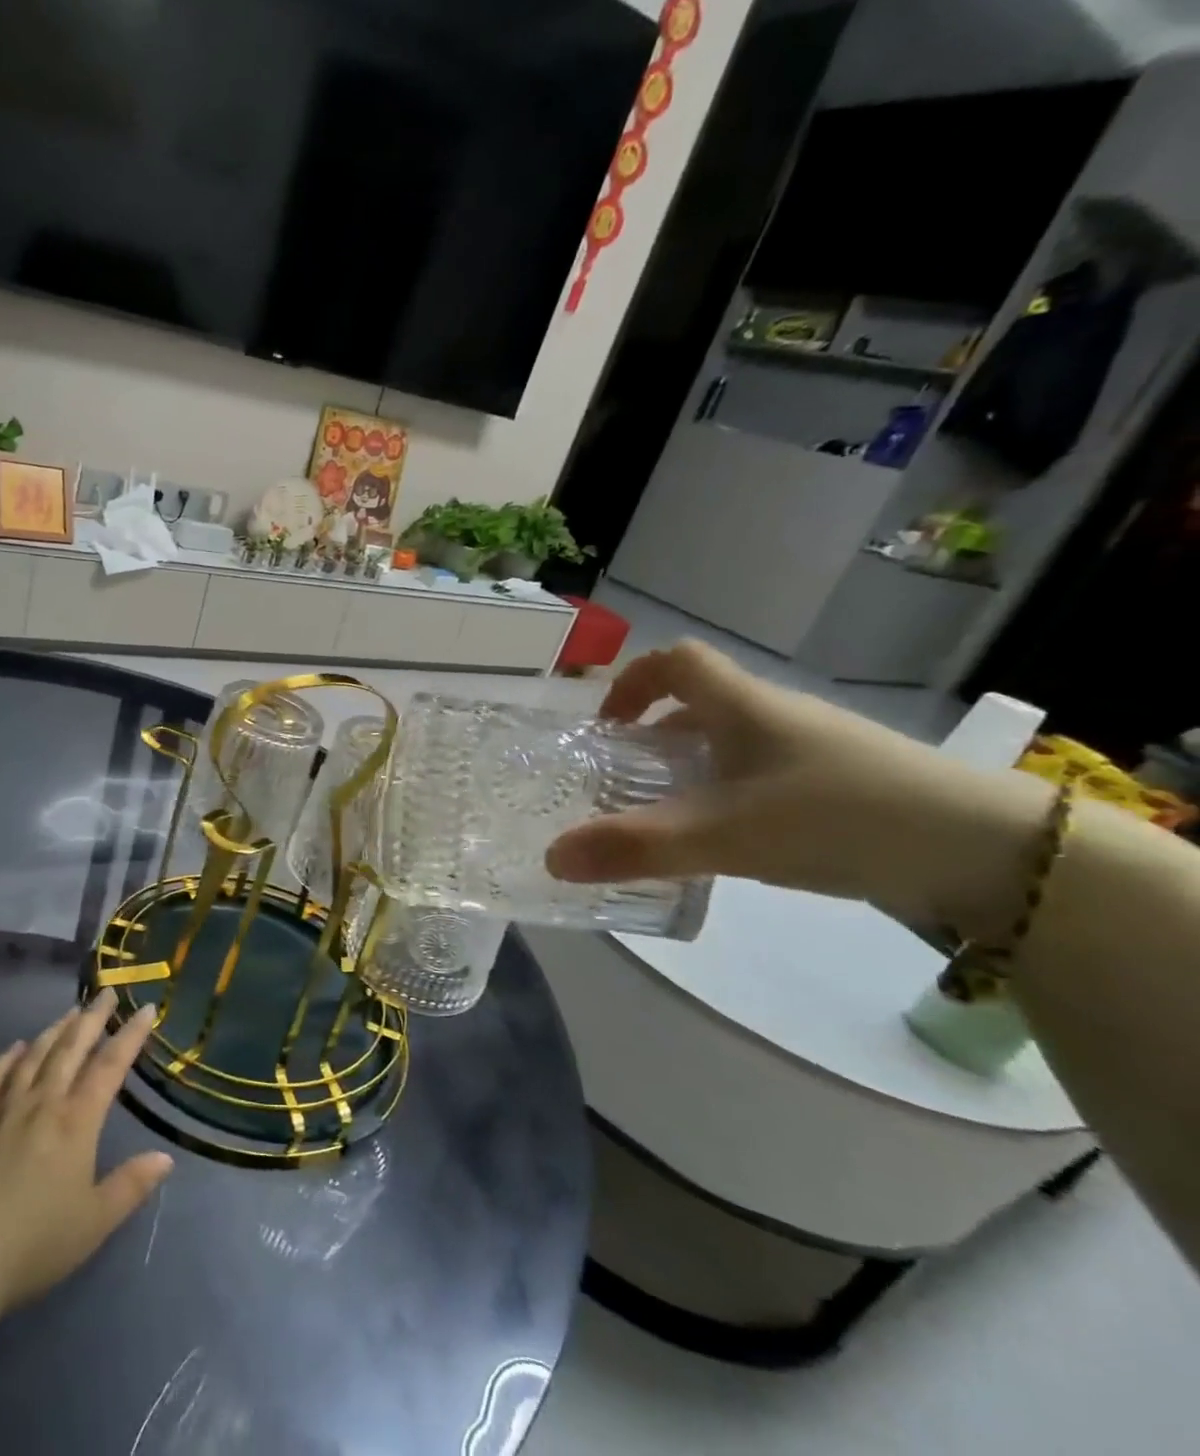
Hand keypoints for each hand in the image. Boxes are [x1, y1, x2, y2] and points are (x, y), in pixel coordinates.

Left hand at [0, 993, 172, 1315]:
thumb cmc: (34, 1243)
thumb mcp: (95, 1222)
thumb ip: (130, 1185)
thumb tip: (165, 1157)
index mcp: (76, 1123)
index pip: (109, 1068)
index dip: (130, 1036)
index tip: (145, 1008)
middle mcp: (41, 1105)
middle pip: (70, 1050)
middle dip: (91, 1019)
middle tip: (105, 993)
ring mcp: (2, 1112)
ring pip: (32, 1058)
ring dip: (54, 1031)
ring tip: (69, 1012)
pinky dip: (6, 1060)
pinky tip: (15, 1048)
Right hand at [543, 639, 1049, 938]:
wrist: (989, 851)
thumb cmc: (840, 817)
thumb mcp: (724, 835)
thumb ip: (635, 847)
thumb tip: (550, 858)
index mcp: (743, 705)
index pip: (676, 661)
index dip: (631, 683)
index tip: (606, 727)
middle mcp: (775, 716)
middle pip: (698, 706)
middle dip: (651, 738)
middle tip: (621, 784)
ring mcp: (813, 749)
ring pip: (731, 744)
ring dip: (689, 770)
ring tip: (665, 818)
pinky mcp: (841, 784)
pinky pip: (763, 775)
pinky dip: (728, 795)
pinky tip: (730, 841)